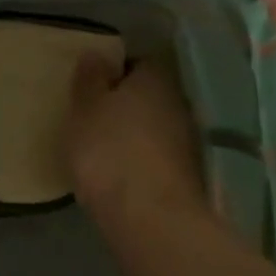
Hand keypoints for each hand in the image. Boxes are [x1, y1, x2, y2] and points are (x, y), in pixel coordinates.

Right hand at [63, 56, 207, 232]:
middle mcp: (179, 102)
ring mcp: (189, 141)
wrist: (152, 221)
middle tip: (95, 117)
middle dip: (126, 104)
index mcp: (155, 77)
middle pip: (149, 95)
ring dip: (136, 134)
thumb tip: (97, 53)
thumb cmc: (110, 151)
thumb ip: (90, 78)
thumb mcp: (85, 108)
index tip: (92, 87)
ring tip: (104, 149)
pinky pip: (159, 157)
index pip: (136, 63)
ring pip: (156, 127)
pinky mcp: (190, 177)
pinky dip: (144, 161)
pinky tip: (123, 174)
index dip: (114, 73)